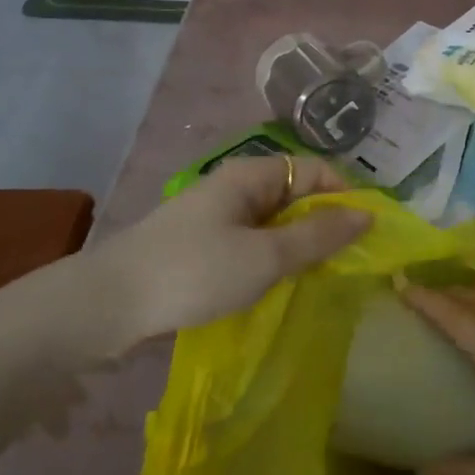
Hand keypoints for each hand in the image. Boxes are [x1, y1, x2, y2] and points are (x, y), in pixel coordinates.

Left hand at [89, 156, 370, 349]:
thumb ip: (318, 236)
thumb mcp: (265, 256)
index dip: (345, 195)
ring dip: (298, 246)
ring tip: (319, 277)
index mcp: (250, 175)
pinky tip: (278, 285)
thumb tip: (367, 215)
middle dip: (324, 224)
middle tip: (348, 263)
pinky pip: (251, 243)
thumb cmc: (194, 272)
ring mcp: (215, 217)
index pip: (314, 170)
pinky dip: (271, 259)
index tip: (367, 234)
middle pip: (294, 195)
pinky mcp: (201, 246)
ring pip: (273, 223)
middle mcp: (234, 188)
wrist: (107, 304)